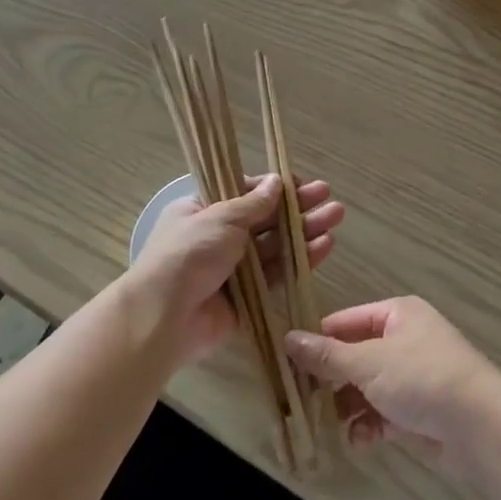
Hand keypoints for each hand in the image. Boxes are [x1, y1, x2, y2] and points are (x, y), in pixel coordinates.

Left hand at [127, 174, 343, 364]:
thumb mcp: (220, 218)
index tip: (301, 184)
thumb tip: (276, 181)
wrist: (164, 318)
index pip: (243, 192)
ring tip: (337, 215)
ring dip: (305, 230)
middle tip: (329, 197)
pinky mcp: (247, 297)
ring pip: (275, 245)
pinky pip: (277, 274)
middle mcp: (218, 237)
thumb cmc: (188, 255)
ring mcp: (233, 268)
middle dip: (297, 207)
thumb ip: (253, 203)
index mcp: (202, 211)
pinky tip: (325, 245)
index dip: (274, 188)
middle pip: (265, 218)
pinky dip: (300, 259)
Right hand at [285, 297, 500, 482]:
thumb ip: (328, 356)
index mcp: (397, 314)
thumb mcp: (369, 363)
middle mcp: (405, 340)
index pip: (346, 321)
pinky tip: (359, 440)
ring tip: (328, 423)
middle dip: (331, 379)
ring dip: (347, 406)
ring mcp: (412, 377)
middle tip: (299, 398)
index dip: (318, 339)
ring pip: (366, 388)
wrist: (479, 426)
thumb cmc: (422, 378)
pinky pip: (382, 413)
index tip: (286, 361)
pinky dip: (368, 425)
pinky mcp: (418, 411)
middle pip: (355, 355)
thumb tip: (288, 338)